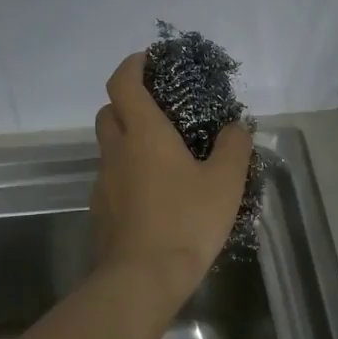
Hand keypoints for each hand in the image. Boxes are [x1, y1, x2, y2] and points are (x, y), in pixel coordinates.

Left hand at [90, 51, 253, 305]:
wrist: (142, 278)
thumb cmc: (186, 221)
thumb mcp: (226, 181)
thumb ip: (234, 147)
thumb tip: (236, 127)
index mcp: (143, 133)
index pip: (124, 82)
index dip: (133, 65)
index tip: (149, 60)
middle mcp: (116, 151)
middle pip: (109, 111)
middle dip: (128, 101)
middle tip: (159, 110)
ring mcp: (104, 182)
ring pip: (109, 147)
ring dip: (128, 139)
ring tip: (162, 155)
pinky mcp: (101, 210)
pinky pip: (112, 178)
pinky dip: (128, 172)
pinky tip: (154, 194)